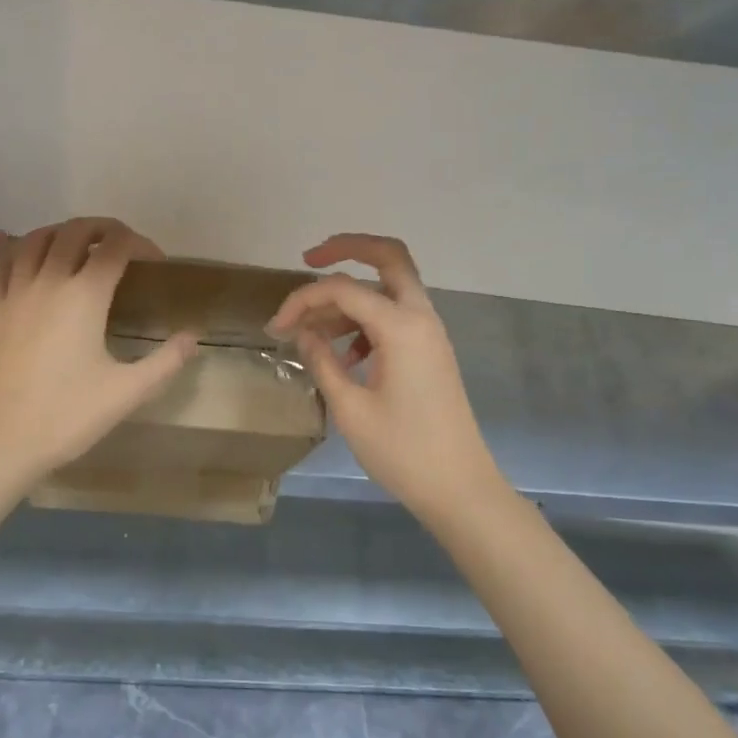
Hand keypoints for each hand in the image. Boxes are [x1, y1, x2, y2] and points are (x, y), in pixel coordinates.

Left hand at [0, 217, 198, 495]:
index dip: (140, 244)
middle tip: (121, 244)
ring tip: (77, 241)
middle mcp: (49, 281)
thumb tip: (192, 337)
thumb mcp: (127, 393)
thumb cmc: (66, 416)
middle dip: (103, 228)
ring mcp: (14, 292)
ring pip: (35, 240)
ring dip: (60, 231)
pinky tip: (8, 239)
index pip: (116, 247)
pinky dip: (8, 246)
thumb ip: (166, 362)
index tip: (155, 261)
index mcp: (85, 296)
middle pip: (75, 231)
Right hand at [268, 234, 500, 514]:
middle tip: (309, 259)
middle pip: (388, 257)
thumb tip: (302, 333)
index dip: (302, 299)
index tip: (276, 327)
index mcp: (401, 327)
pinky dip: (366, 319)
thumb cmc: (403, 451)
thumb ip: (322, 361)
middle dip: (347, 249)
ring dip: (351, 295)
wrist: (460, 488)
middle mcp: (420, 317)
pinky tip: (342, 354)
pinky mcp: (429, 350)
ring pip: (389, 287)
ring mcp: (429, 333)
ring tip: (312, 329)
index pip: (343, 289)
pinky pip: (395, 315)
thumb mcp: (350, 408)